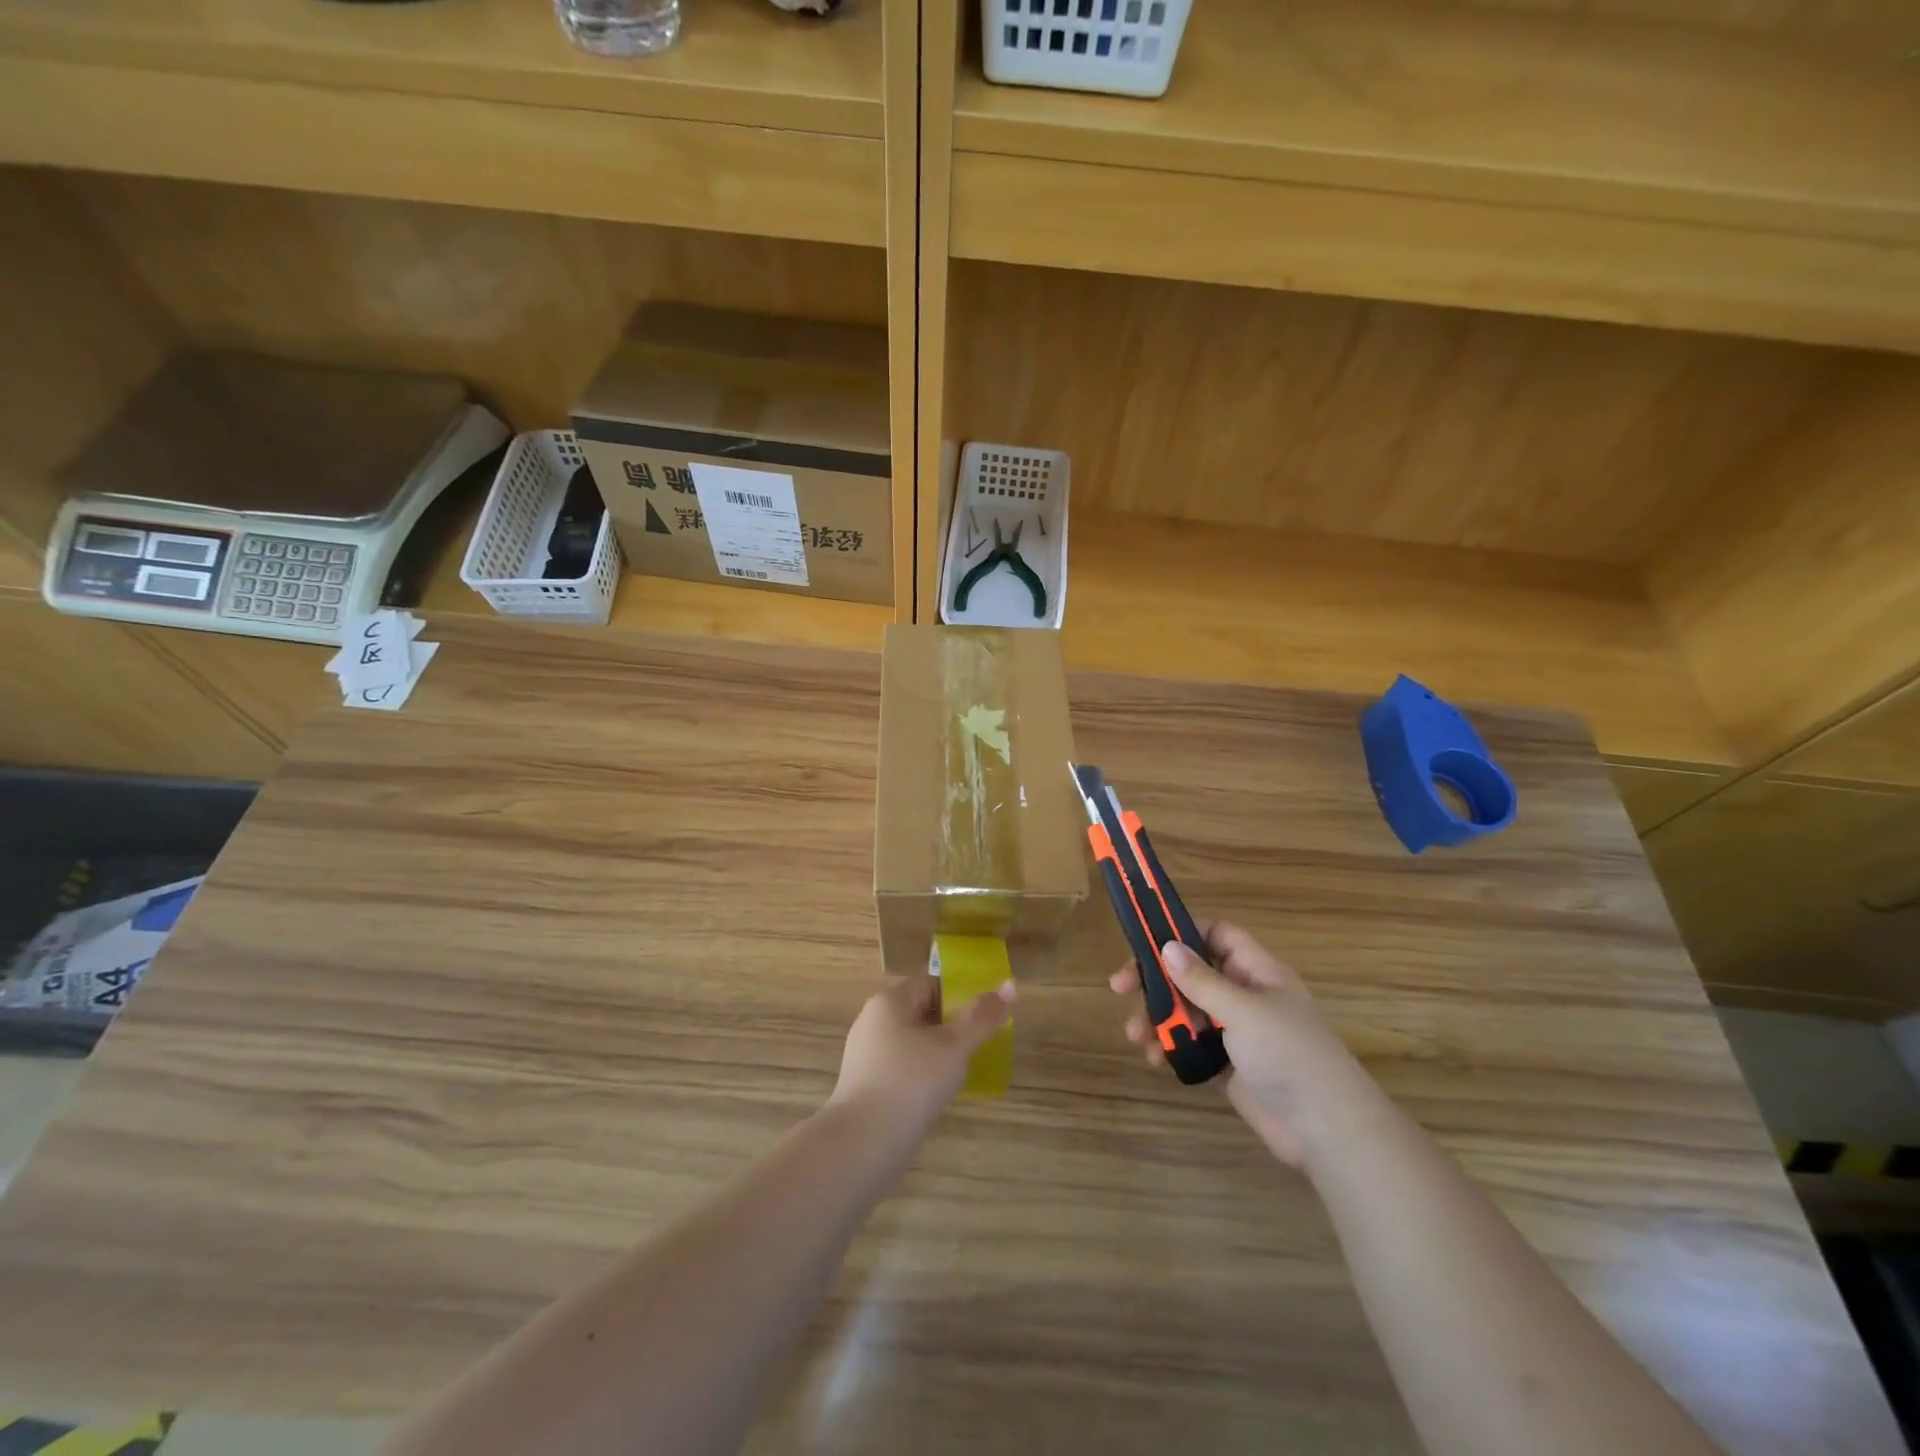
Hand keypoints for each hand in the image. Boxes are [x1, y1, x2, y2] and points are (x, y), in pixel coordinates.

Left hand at [830, 975, 1013, 1139]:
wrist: (865, 1142)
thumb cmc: (912, 1081)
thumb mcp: (954, 1046)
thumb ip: (982, 1017)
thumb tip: (1010, 984)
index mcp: (889, 1001)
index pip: (930, 983)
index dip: (959, 995)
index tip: (983, 1017)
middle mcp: (872, 1021)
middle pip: (920, 1012)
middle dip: (950, 1026)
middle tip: (977, 1045)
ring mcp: (866, 1055)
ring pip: (911, 1042)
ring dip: (937, 1053)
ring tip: (962, 1071)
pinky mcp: (865, 1085)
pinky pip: (900, 1068)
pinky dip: (921, 1075)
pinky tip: (937, 1094)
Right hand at [1109, 922, 1378, 1167]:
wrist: (1327, 1131)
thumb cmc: (1290, 1056)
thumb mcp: (1244, 1011)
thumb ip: (1202, 980)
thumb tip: (1167, 946)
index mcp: (1257, 972)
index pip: (1217, 935)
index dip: (1184, 931)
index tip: (1145, 941)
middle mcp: (1244, 995)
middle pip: (1192, 973)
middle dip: (1156, 980)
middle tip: (1120, 988)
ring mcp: (1236, 1032)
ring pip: (1186, 1010)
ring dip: (1157, 1017)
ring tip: (1136, 1035)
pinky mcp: (1227, 1065)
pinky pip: (1190, 1045)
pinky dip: (1170, 1046)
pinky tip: (1155, 1058)